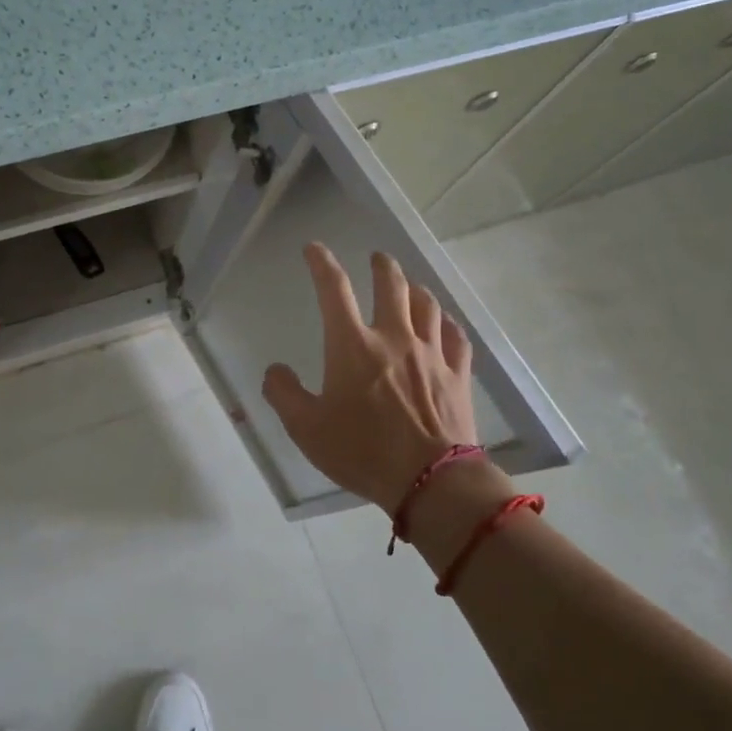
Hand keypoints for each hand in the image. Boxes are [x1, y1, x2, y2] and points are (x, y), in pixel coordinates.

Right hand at [260, 244, 485, 512]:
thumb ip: (284, 394)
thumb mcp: (306, 429)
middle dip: (382, 265)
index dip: (321, 262)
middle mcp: (394, 337)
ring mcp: (431, 353)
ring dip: (415, 289)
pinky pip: (455, 337)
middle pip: (392, 284)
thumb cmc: (362, 451)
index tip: (314, 248)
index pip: (334, 288)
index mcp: (353, 345)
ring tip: (410, 286)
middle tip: (376, 258)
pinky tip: (444, 324)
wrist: (432, 482)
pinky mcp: (457, 374)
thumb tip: (274, 371)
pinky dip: (446, 324)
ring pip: (427, 304)